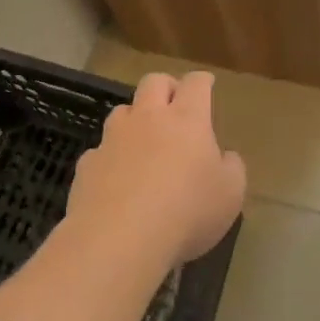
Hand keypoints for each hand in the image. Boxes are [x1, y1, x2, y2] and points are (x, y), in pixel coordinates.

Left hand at [66, 71, 245, 268]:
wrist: (119, 239)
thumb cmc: (187, 212)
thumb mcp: (231, 194)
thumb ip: (231, 168)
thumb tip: (225, 157)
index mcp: (187, 119)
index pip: (196, 84)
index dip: (202, 81)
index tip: (206, 84)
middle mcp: (148, 119)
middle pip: (154, 82)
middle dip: (166, 86)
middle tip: (175, 101)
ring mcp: (113, 139)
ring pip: (122, 111)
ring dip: (134, 117)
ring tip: (143, 138)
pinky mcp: (88, 164)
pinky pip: (100, 150)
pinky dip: (111, 156)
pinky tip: (116, 177)